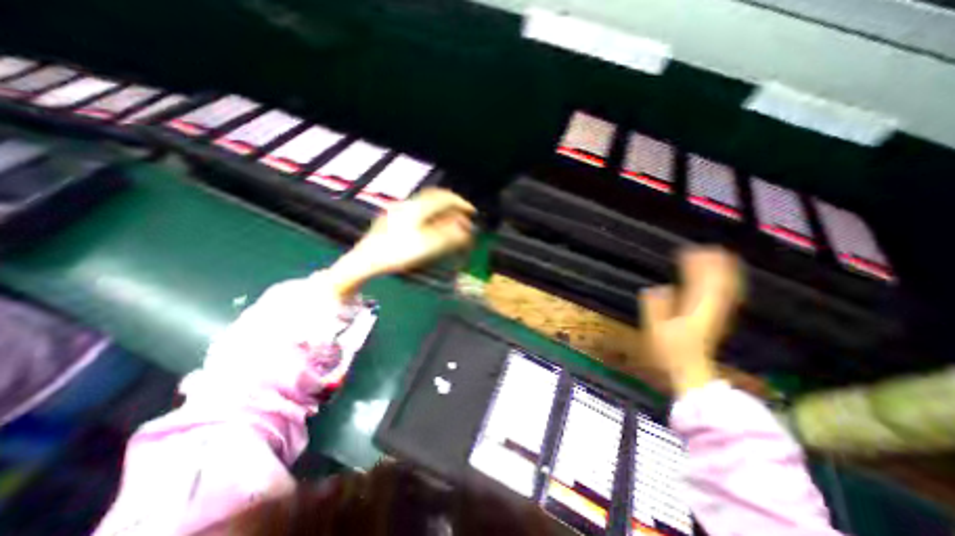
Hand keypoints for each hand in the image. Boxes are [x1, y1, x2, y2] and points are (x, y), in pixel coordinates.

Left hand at [329, 189, 477, 296]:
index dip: (461, 203)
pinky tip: (431, 225)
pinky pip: (417, 211)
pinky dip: (430, 215)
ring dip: (441, 210)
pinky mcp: (392, 218)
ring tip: (450, 221)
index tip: (472, 211)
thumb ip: (450, 236)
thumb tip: (467, 229)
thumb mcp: (427, 246)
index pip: (444, 198)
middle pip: (434, 197)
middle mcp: (407, 204)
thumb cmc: (396, 253)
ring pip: (425, 204)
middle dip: (451, 204)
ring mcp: (398, 210)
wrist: (365, 260)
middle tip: (462, 214)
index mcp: (416, 208)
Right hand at [637, 247, 740, 396]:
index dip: (696, 265)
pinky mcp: (719, 317)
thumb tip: (659, 287)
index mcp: (694, 309)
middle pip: (719, 281)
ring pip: (728, 287)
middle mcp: (711, 308)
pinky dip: (728, 282)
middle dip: (714, 263)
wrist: (691, 369)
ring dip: (724, 270)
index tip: (687, 252)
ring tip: (718, 256)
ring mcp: (718, 313)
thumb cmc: (670, 350)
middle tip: (706, 248)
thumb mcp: (656, 329)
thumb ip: (656, 307)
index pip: (700, 281)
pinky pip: (728, 295)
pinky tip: (724, 277)